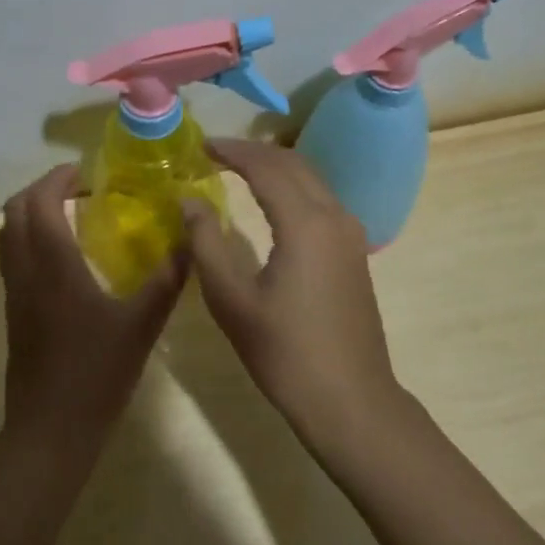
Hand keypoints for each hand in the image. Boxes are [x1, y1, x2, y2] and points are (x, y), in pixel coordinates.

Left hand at [0, 164, 188, 457]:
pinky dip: (30, 238)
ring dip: (32, 212)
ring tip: (71, 214)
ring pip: (7, 234)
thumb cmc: (95, 374)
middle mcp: (25, 270)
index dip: (58, 178)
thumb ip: (166, 281)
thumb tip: (190, 241)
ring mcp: (14, 292)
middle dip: (42, 189)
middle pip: (14, 210)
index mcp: (52, 265)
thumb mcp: (141, 325)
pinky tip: (66, 257)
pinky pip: (12, 257)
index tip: (88, 173)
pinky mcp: (14, 311)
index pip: (40, 202)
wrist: (50, 430)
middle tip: (79, 189)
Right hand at [182, 140, 405, 445]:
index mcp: (305, 223)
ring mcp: (350, 233)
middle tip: (215, 152)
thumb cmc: (284, 352)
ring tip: (238, 169)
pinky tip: (271, 201)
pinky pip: (322, 199)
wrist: (350, 399)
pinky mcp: (355, 251)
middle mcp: (334, 216)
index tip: (201, 145)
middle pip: (293, 163)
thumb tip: (189, 200)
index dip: (232, 151)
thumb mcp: (231, 299)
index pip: (265, 166)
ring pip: (311, 178)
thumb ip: (206, 242)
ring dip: (275, 166)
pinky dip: (293, 186)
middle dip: (253, 152)